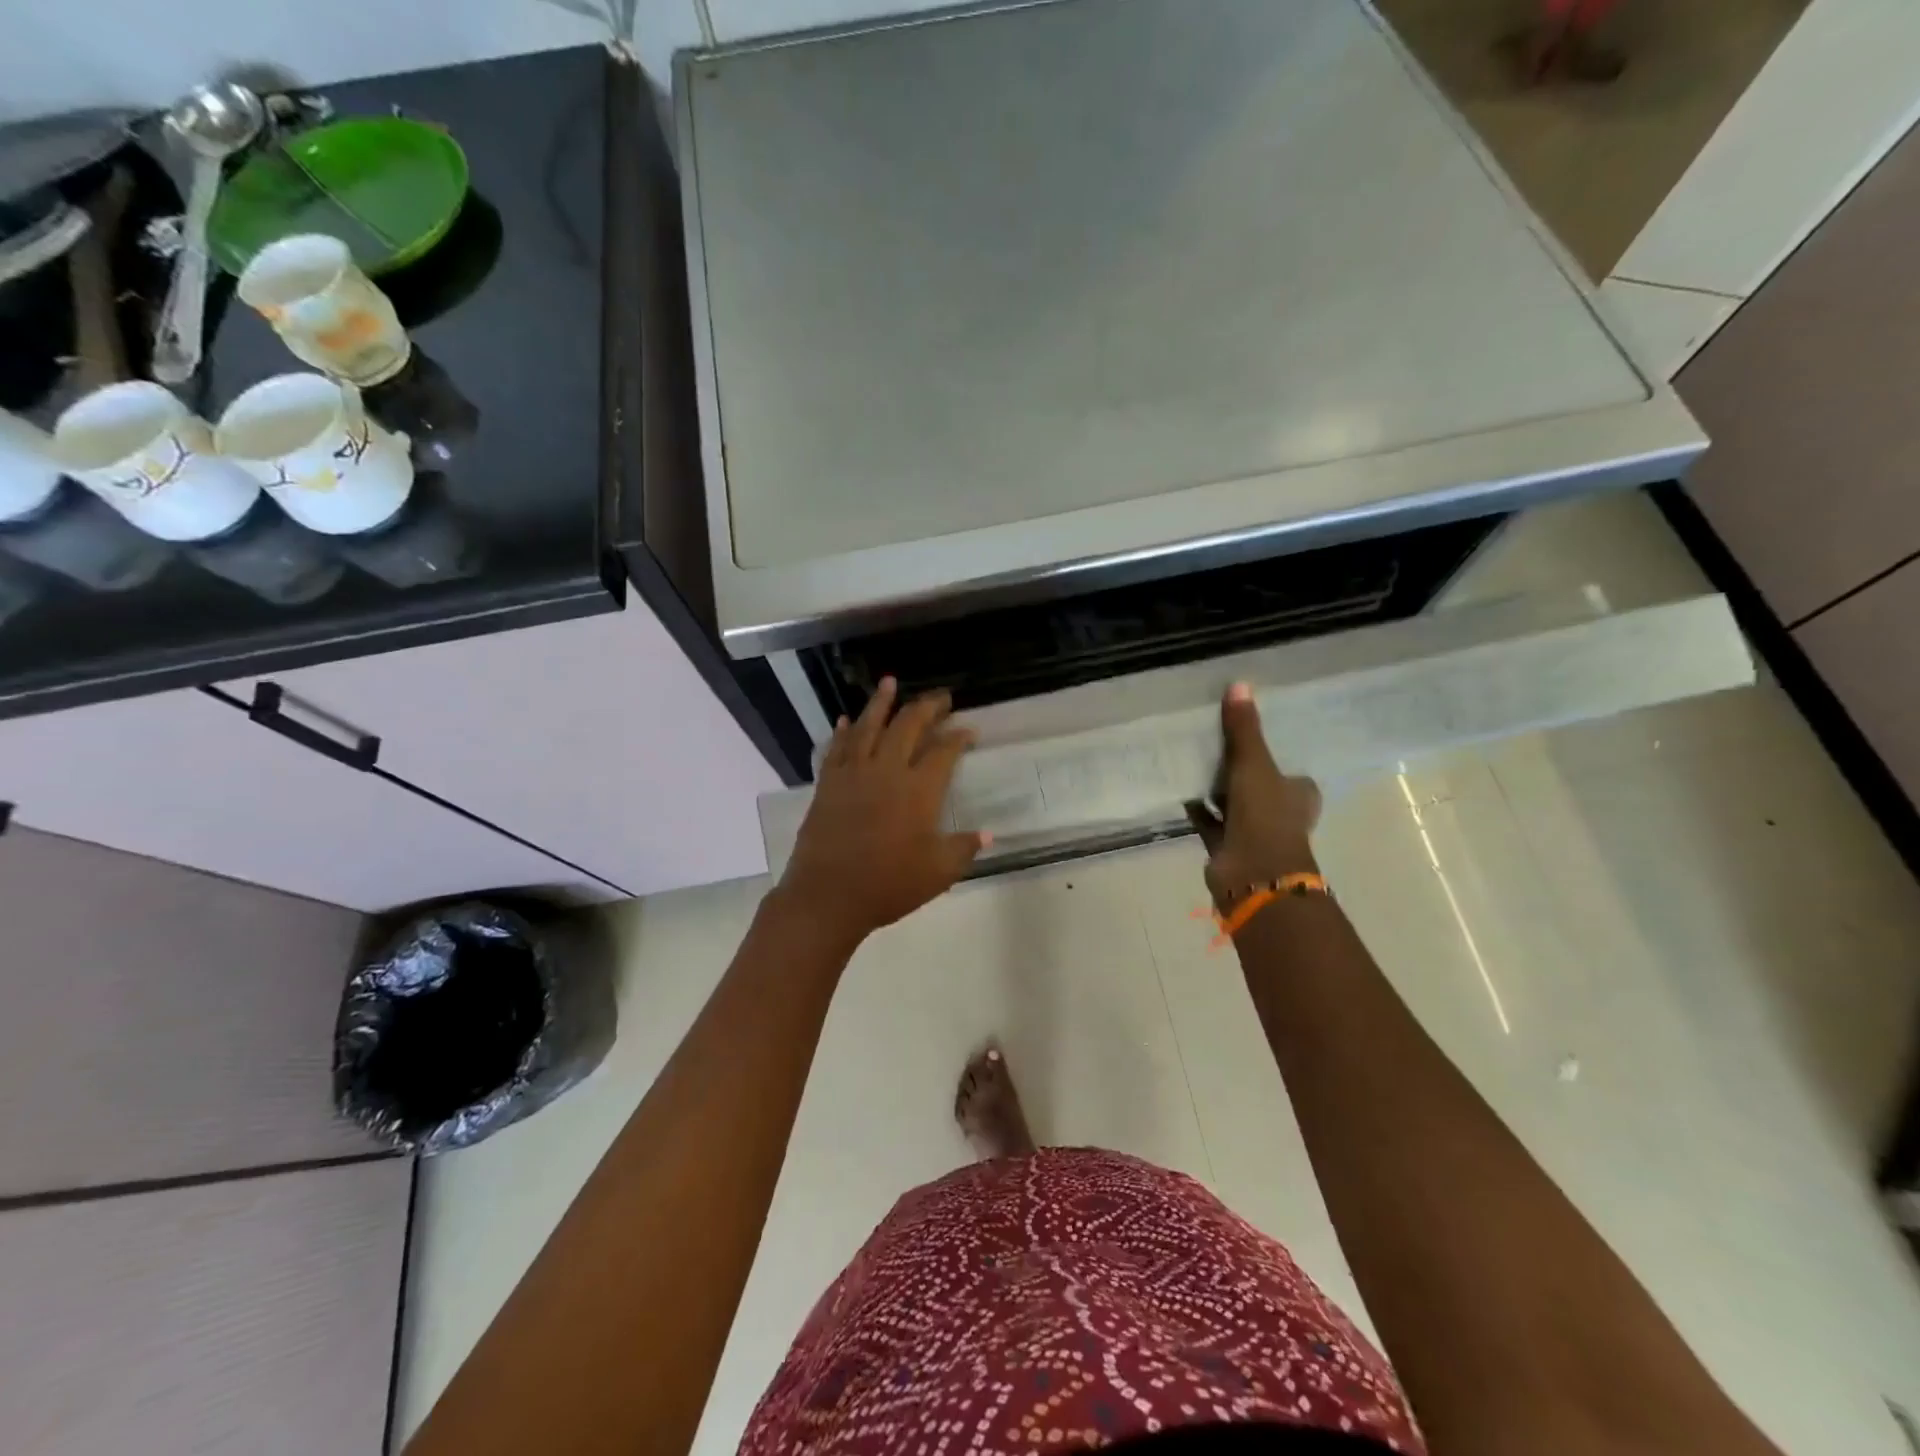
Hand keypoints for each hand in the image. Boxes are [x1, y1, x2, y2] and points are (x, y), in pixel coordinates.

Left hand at [776, 678, 988, 948]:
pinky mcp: (827, 784)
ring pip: (869, 727)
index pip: (943, 751)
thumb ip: (963, 848)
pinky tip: (848, 719)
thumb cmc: (888, 885)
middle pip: (908, 727)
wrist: (827, 896)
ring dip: (881, 702)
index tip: (968, 730)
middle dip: (927, 707)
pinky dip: (844, 731)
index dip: (958, 737)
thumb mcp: (938, 872)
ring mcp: (853, 774)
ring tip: (890, 682)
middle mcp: (886, 771)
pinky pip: (837, 748)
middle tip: (941, 697)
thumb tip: (988, 834)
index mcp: (918, 790)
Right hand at [1186, 683, 1321, 906]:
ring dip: (1216, 789)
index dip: (1273, 755)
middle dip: (1240, 770)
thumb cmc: (1265, 816)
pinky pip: (1209, 821)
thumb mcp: (1255, 765)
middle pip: (1258, 784)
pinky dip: (1198, 808)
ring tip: (1193, 759)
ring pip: (1233, 803)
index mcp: (1298, 794)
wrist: (1253, 873)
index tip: (1250, 736)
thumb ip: (1245, 729)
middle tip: (1215, 742)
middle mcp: (1279, 812)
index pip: (1289, 771)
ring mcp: (1252, 831)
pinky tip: (1180, 788)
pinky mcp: (1227, 846)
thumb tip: (1240, 684)